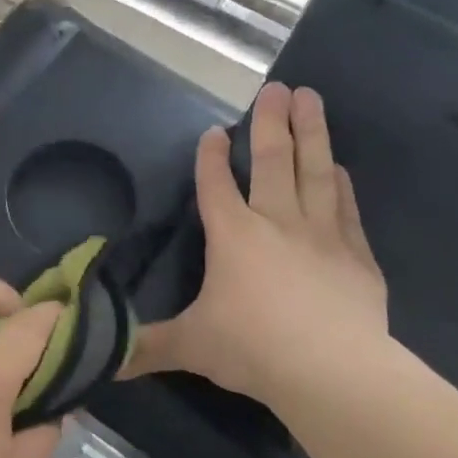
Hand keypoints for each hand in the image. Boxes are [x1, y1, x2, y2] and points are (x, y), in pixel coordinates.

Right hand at [124, 83, 388, 410]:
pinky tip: (340, 167)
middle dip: (271, 122)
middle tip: (277, 87)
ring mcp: (322, 234)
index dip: (212, 157)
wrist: (333, 371)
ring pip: (315, 171)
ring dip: (312, 133)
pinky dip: (341, 183)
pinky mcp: (356, 255)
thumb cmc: (253, 348)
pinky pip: (346, 208)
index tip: (215, 131)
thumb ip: (147, 347)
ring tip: (311, 97)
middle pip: (273, 161)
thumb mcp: (190, 346)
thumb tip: (101, 362)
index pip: (216, 185)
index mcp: (233, 236)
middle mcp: (276, 222)